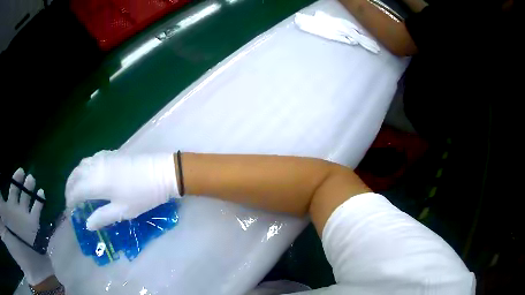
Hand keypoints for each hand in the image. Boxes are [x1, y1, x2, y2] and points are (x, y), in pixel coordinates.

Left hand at [0, 168, 54, 285]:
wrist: (22, 251)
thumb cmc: (10, 225)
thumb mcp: (4, 209)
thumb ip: (2, 198)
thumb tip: (0, 187)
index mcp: (10, 206)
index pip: (12, 189)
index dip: (15, 180)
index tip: (19, 170)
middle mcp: (18, 210)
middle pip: (20, 193)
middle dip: (22, 183)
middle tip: (24, 172)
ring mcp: (26, 217)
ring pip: (28, 199)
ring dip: (30, 189)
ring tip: (31, 179)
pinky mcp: (34, 224)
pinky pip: (37, 210)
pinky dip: (39, 201)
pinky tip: (41, 193)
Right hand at [65, 150, 178, 230]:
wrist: (161, 172)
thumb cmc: (142, 195)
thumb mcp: (122, 211)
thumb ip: (102, 217)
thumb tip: (88, 225)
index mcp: (96, 182)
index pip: (76, 191)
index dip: (70, 200)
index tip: (69, 210)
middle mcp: (95, 167)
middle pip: (75, 175)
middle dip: (70, 187)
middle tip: (70, 200)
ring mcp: (103, 158)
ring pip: (82, 165)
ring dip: (75, 176)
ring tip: (76, 188)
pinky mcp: (111, 154)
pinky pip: (91, 159)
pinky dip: (84, 168)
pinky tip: (88, 175)